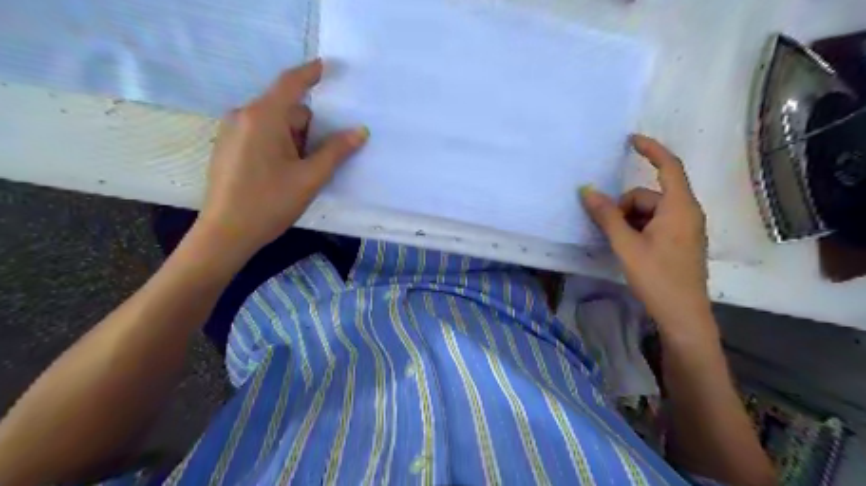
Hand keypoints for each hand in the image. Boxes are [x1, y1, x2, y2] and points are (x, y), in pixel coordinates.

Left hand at [193, 59, 365, 260]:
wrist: (226, 233)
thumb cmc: (270, 202)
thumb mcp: (310, 177)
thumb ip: (336, 151)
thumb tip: (360, 131)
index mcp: (263, 117)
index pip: (291, 84)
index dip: (311, 73)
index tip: (328, 65)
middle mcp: (243, 116)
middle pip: (287, 109)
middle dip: (308, 128)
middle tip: (319, 159)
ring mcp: (232, 131)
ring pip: (275, 124)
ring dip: (294, 140)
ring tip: (301, 173)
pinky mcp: (228, 146)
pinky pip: (261, 134)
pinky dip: (279, 145)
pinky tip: (281, 174)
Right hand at [581, 136, 710, 339]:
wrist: (682, 315)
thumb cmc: (657, 278)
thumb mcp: (626, 245)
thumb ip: (606, 216)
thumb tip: (587, 190)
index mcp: (680, 207)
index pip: (669, 166)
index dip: (651, 149)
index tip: (631, 140)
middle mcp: (687, 213)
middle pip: (650, 195)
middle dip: (626, 207)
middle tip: (612, 231)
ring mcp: (686, 228)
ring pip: (650, 211)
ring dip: (630, 221)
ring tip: (621, 245)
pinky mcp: (681, 241)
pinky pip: (656, 224)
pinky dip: (639, 229)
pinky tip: (630, 249)